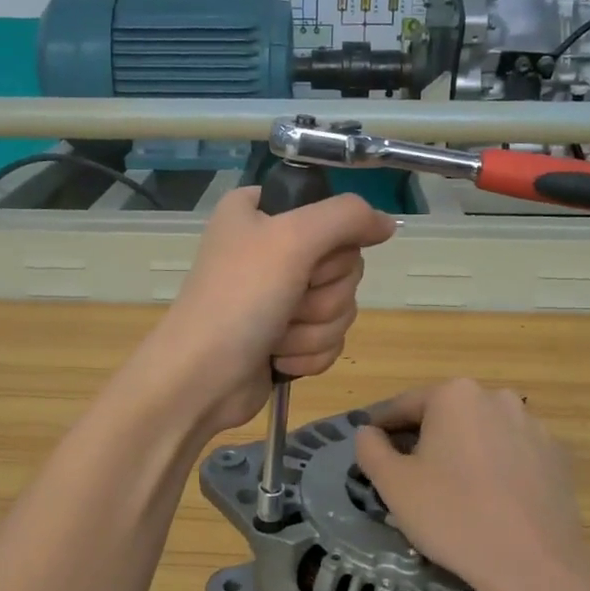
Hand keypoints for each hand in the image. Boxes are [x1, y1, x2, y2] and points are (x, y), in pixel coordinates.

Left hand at [142, 186, 396, 432]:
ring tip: (276, 336)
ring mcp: (278, 295)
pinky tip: (278, 359)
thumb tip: (388, 224)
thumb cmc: (239, 299)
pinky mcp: (286, 335)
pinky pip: (329, 337)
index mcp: (260, 212)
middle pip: (343, 264)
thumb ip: (347, 217)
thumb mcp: (292, 239)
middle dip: (322, 295)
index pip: (330, 211)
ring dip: (314, 329)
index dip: (331, 241)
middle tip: (289, 301)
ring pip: (340, 305)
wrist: (201, 379)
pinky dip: (309, 353)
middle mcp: (270, 247)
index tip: (309, 257)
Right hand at [354, 380, 589, 590]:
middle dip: (425, 439)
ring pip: (482, 433)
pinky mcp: (557, 457)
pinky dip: (495, 468)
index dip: (383, 427)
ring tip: (451, 491)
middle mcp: (497, 398)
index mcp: (455, 395)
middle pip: (447, 415)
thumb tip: (369, 432)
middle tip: (408, 475)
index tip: (371, 448)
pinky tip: (489, 500)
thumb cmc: (453, 516)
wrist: (535, 565)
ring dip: (462, 452)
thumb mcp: (393, 484)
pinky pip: (512, 454)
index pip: (405, 405)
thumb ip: (370, 449)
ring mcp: (533, 426)